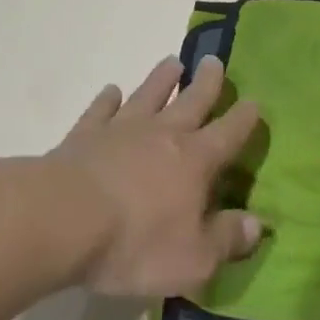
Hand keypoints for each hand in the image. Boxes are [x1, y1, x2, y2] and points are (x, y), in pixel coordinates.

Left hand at [50, 55, 263, 297]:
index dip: (245, 118)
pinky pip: (100, 110)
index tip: (254, 101)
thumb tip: (257, 225)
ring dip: (161, 79)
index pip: (229, 134)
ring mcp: (121, 130)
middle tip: (214, 60)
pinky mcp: (83, 135)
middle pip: (191, 101)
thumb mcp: (193, 259)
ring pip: (148, 95)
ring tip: (172, 63)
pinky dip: (107, 99)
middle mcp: (163, 135)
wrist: (62, 220)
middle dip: (207, 83)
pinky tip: (111, 91)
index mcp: (196, 161)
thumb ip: (227, 240)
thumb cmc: (135, 243)